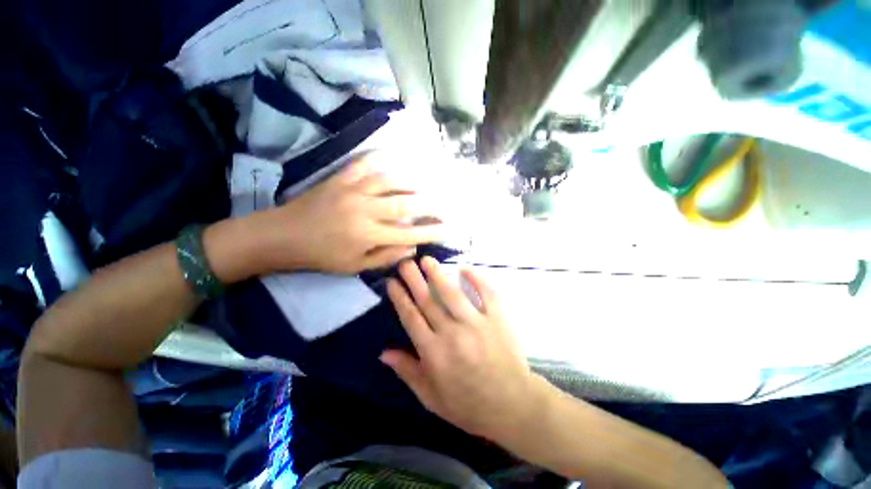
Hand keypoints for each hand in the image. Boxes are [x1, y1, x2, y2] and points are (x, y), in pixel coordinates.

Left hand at [257, 154, 446, 274]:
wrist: (282, 236)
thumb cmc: (321, 256)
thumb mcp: (354, 266)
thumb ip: (386, 257)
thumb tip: (412, 248)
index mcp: (367, 235)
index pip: (408, 233)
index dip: (430, 231)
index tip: (447, 229)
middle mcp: (364, 210)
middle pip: (405, 203)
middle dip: (430, 204)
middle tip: (444, 205)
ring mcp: (352, 190)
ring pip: (390, 180)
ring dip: (412, 181)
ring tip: (426, 184)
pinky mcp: (340, 178)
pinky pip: (364, 164)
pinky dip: (381, 159)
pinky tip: (394, 160)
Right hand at [383, 257, 547, 441]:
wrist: (513, 406)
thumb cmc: (468, 405)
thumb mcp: (431, 398)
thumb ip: (408, 372)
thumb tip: (384, 352)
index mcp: (434, 353)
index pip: (411, 318)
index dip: (400, 298)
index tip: (392, 282)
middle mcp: (452, 333)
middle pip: (428, 301)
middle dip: (414, 280)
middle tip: (405, 262)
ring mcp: (476, 323)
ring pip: (452, 294)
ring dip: (438, 274)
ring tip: (427, 259)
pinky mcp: (497, 319)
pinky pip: (486, 294)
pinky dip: (476, 279)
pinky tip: (465, 268)